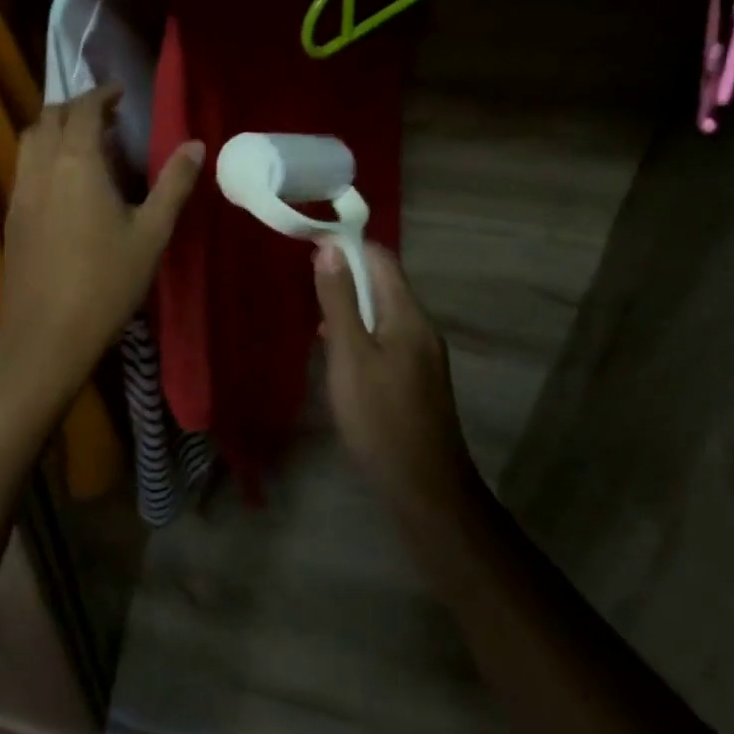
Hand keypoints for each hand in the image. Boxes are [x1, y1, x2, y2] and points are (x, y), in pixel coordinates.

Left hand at [0, 87, 202, 404]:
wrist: (46, 335)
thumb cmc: (106, 282)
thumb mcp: (152, 233)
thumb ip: (174, 184)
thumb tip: (197, 145)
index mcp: (77, 162)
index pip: (83, 109)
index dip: (101, 94)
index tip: (120, 93)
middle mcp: (42, 166)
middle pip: (49, 116)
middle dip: (75, 107)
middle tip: (106, 116)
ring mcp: (20, 190)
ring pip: (30, 139)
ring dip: (54, 128)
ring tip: (85, 142)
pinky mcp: (11, 215)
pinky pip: (24, 165)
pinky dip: (43, 154)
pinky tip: (65, 180)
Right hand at [315, 241, 481, 513]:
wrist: (426, 489)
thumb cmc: (380, 418)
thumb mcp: (350, 355)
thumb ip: (339, 300)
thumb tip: (329, 246)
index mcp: (408, 314)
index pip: (381, 258)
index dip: (347, 245)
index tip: (310, 245)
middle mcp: (422, 326)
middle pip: (384, 283)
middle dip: (347, 275)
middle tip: (307, 284)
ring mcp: (424, 354)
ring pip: (384, 312)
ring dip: (352, 306)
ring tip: (317, 318)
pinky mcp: (419, 378)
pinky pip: (389, 337)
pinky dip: (363, 332)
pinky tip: (340, 353)